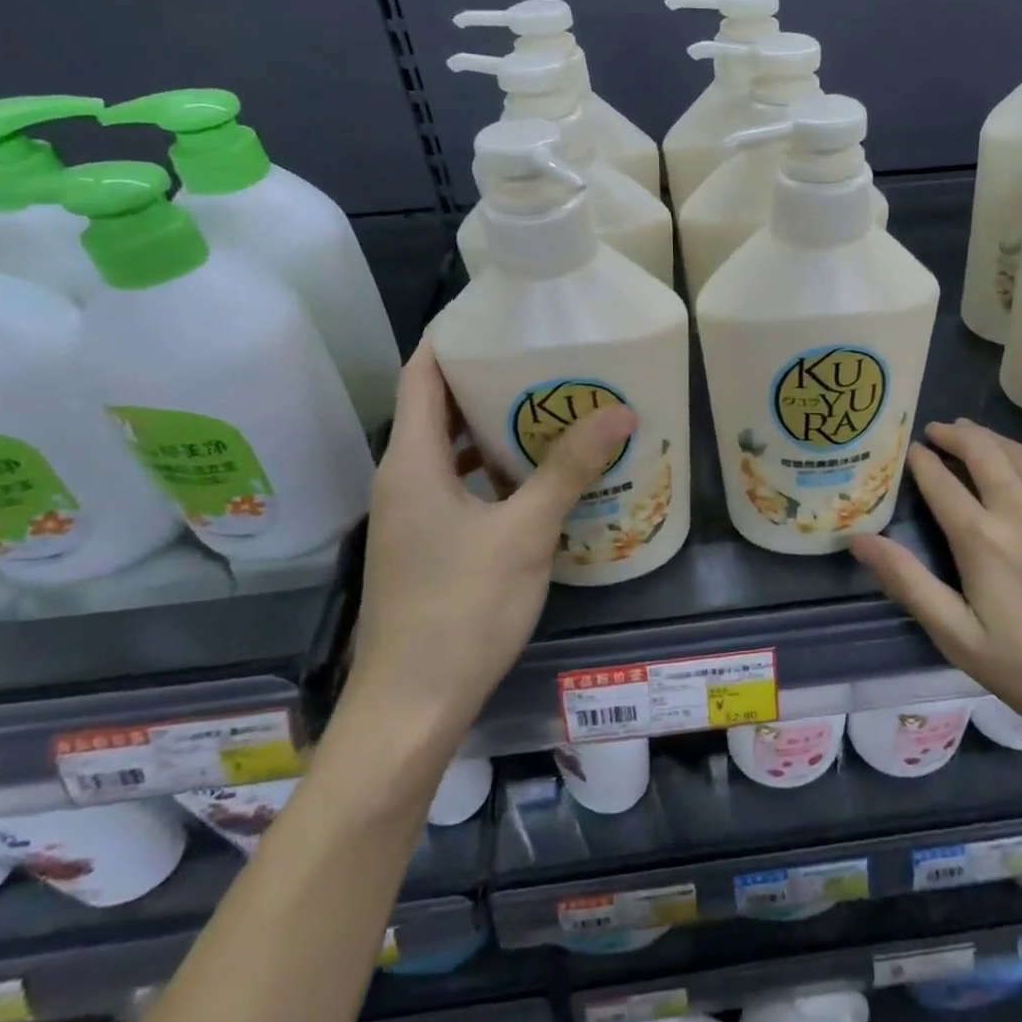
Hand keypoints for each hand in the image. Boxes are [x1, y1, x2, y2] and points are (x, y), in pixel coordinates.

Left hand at [346, 342, 634, 734]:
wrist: (410, 709)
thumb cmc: (460, 610)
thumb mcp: (524, 533)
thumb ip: (568, 469)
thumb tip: (619, 410)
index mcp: (411, 460)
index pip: (421, 373)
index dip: (453, 336)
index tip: (501, 312)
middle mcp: (403, 478)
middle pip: (437, 406)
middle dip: (486, 377)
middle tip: (545, 355)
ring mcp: (412, 514)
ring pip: (450, 448)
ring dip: (493, 425)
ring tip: (551, 404)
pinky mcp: (427, 544)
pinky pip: (459, 484)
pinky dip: (492, 468)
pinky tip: (537, 476)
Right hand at [850, 419, 1021, 763]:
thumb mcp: (960, 638)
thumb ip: (908, 582)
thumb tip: (860, 539)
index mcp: (982, 537)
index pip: (940, 480)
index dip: (921, 461)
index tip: (910, 449)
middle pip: (983, 449)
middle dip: (955, 433)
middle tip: (939, 430)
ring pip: (1021, 455)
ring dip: (991, 440)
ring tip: (975, 436)